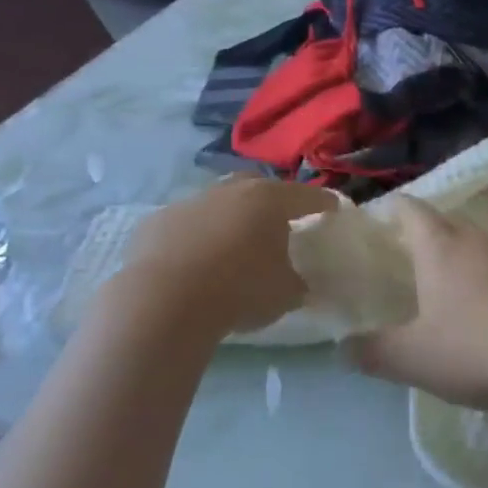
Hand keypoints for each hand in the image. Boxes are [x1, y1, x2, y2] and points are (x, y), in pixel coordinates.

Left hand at [117, 179, 337, 337]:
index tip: (332, 208)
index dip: (322, 202)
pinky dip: (193, 237)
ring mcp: (189, 202)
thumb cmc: (239, 290)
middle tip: (276, 223)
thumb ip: (297, 282)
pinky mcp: (155, 222)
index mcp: (269, 200)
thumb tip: (299, 282)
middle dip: (270, 201)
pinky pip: (183, 225)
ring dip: (227, 219)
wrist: (164, 301)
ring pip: (217, 203)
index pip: (306, 196)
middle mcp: (230, 191)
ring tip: (231, 246)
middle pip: (257, 186)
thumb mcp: (285, 294)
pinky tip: (192, 261)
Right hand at [345, 198, 487, 409]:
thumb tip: (343, 347)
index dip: (398, 209)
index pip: (413, 212)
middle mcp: (482, 240)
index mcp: (442, 250)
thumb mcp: (417, 360)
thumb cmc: (480, 347)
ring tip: (472, 302)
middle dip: (436, 243)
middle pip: (453, 229)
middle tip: (423, 269)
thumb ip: (376, 353)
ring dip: (478, 268)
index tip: (388, 213)